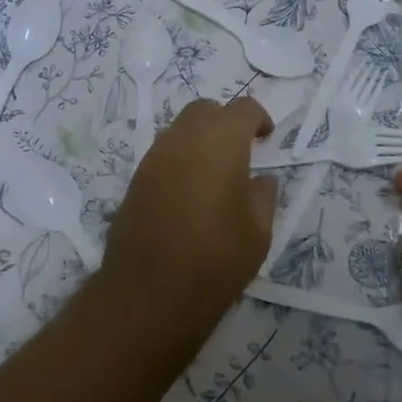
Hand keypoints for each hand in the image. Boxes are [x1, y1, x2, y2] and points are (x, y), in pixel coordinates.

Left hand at [101, 97, 277, 333]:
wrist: (150, 293)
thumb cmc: (216, 259)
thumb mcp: (258, 232)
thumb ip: (263, 196)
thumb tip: (261, 179)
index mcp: (221, 142)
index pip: (243, 109)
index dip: (258, 118)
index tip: (267, 139)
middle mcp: (184, 139)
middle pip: (206, 110)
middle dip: (225, 121)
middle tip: (241, 150)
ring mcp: (154, 157)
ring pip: (180, 129)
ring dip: (200, 139)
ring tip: (215, 173)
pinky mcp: (135, 180)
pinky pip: (163, 154)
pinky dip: (180, 160)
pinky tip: (190, 192)